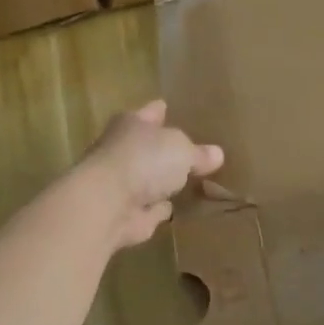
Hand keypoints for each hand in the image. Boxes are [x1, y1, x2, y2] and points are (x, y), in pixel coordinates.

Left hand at [81, 100, 224, 248]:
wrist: (107, 205)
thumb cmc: (144, 160)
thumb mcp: (183, 150)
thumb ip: (199, 153)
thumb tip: (216, 154)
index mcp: (133, 123)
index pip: (153, 112)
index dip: (165, 112)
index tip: (176, 111)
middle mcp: (122, 149)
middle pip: (150, 146)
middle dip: (167, 150)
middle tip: (194, 152)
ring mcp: (122, 183)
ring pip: (149, 178)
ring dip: (164, 183)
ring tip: (192, 183)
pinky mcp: (126, 213)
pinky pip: (150, 207)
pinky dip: (161, 209)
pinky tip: (180, 209)